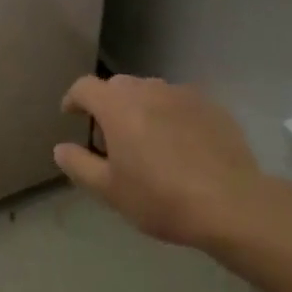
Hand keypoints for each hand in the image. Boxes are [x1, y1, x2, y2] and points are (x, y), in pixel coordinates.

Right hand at [56, 75, 283, 250]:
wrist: (232, 204)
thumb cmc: (160, 197)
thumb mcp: (109, 190)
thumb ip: (78, 165)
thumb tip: (60, 148)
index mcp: (116, 105)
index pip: (84, 87)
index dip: (74, 99)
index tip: (72, 115)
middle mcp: (146, 88)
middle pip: (118, 86)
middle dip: (108, 105)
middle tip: (111, 137)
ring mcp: (182, 94)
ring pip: (151, 92)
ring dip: (141, 108)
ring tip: (148, 139)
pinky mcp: (211, 106)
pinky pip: (180, 103)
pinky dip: (172, 116)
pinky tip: (182, 145)